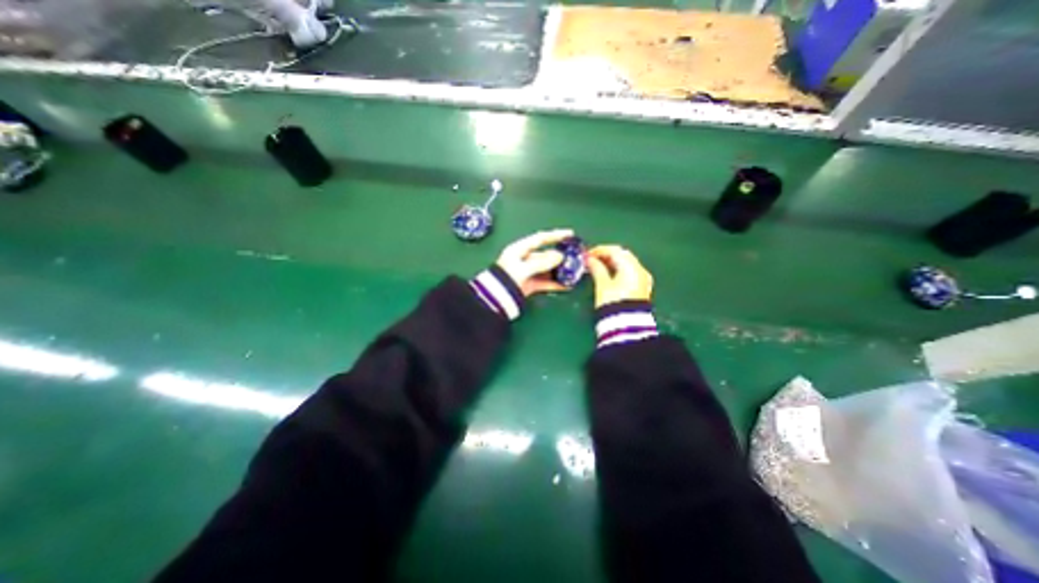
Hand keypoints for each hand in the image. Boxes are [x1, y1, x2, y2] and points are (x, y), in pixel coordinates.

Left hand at [497, 227, 575, 294]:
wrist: (494, 300)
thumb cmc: (506, 278)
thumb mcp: (523, 268)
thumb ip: (541, 262)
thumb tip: (560, 257)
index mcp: (519, 249)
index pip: (540, 239)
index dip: (555, 235)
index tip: (570, 234)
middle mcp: (524, 259)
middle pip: (546, 255)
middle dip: (561, 257)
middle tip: (576, 257)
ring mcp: (528, 273)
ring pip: (547, 269)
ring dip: (560, 271)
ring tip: (575, 272)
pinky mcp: (530, 285)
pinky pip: (545, 282)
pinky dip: (555, 283)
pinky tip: (567, 285)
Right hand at [589, 245, 651, 309]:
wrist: (627, 328)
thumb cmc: (613, 304)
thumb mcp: (602, 285)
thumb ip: (596, 269)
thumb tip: (589, 259)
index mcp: (631, 266)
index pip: (615, 251)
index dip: (599, 250)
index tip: (586, 255)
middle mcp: (640, 270)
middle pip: (623, 255)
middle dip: (606, 255)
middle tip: (591, 260)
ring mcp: (643, 279)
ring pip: (627, 263)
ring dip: (612, 262)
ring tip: (597, 267)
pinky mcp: (642, 288)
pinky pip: (630, 272)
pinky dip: (619, 270)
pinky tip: (609, 275)